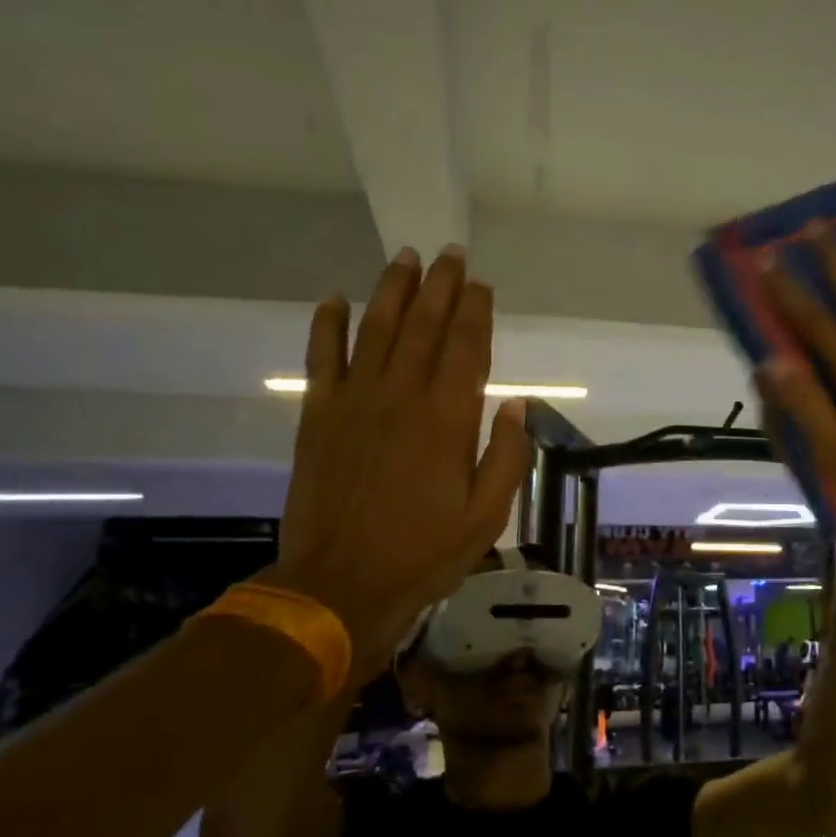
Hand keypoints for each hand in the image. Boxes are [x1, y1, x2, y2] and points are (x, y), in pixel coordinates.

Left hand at [264, 246, 530, 681]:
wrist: (340, 584)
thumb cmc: (424, 552)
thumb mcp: (487, 516)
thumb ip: (506, 456)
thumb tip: (516, 405)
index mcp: (448, 419)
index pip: (467, 348)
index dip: (476, 311)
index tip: (482, 284)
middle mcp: (402, 396)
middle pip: (423, 326)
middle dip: (440, 285)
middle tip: (450, 253)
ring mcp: (355, 402)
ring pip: (376, 329)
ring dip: (393, 290)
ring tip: (406, 257)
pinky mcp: (319, 415)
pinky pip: (322, 358)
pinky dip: (327, 325)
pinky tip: (335, 298)